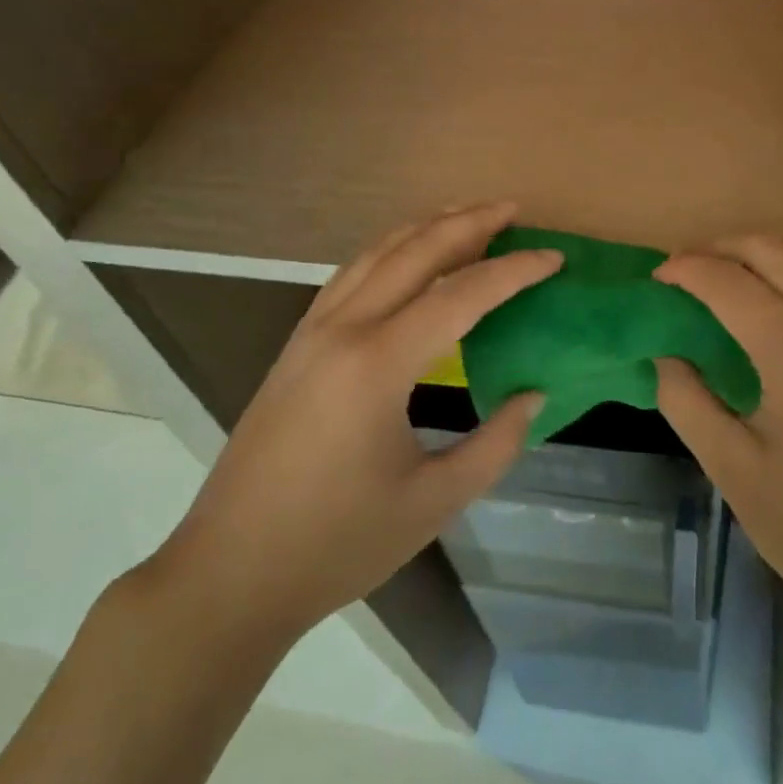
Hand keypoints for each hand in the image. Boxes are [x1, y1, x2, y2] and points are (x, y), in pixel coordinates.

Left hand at [146, 203, 559, 643]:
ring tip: (467, 216)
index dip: (513, 271)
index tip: (553, 258)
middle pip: (414, 251)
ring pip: (376, 253)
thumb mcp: (433, 502)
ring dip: (425, 227)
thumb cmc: (337, 544)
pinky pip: (351, 274)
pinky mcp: (296, 344)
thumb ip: (495, 444)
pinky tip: (407, 256)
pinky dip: (389, 250)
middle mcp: (343, 329)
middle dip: (468, 223)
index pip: (460, 295)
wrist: (229, 573)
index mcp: (378, 364)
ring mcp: (312, 331)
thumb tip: (533, 394)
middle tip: (513, 210)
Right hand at [653, 236, 782, 651]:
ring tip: (750, 269)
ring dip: (779, 245)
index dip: (685, 269)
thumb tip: (665, 351)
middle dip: (721, 249)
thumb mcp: (731, 470)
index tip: (660, 277)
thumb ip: (685, 399)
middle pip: (772, 251)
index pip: (727, 282)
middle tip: (691, 270)